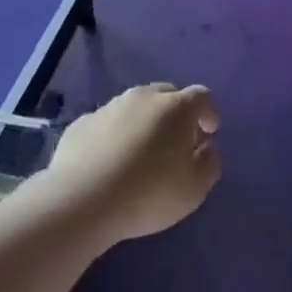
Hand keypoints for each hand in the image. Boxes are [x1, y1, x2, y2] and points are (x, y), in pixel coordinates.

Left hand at [37, 84, 220, 247]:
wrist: (83, 198)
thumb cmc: (149, 193)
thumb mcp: (194, 190)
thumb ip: (209, 164)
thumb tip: (207, 148)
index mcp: (175, 107)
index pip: (201, 96)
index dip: (208, 113)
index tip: (209, 132)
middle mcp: (143, 97)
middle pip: (166, 94)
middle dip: (176, 113)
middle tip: (177, 141)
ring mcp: (110, 106)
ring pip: (135, 106)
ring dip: (144, 122)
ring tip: (141, 152)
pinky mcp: (83, 122)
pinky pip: (107, 123)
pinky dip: (115, 134)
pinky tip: (110, 160)